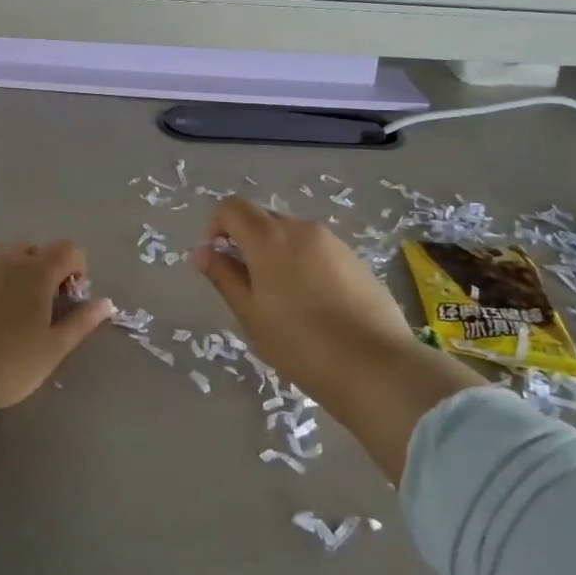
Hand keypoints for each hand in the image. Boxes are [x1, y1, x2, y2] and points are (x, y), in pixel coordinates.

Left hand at [0, 241, 112, 431]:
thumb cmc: (6, 366)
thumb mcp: (52, 350)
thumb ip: (81, 322)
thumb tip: (105, 303)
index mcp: (35, 272)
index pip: (68, 249)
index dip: (75, 268)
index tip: (67, 298)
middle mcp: (3, 257)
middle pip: (31, 251)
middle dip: (39, 271)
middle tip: (33, 309)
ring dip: (7, 275)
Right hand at [192, 198, 480, 483]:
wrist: (376, 367)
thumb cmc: (300, 344)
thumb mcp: (250, 314)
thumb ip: (223, 276)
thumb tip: (200, 251)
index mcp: (269, 238)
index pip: (231, 207)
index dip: (216, 226)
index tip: (218, 261)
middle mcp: (301, 229)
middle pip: (262, 219)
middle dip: (246, 242)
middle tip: (249, 288)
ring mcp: (333, 242)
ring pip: (291, 236)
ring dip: (276, 255)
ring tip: (284, 302)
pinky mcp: (356, 260)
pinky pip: (317, 251)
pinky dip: (304, 265)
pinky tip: (315, 307)